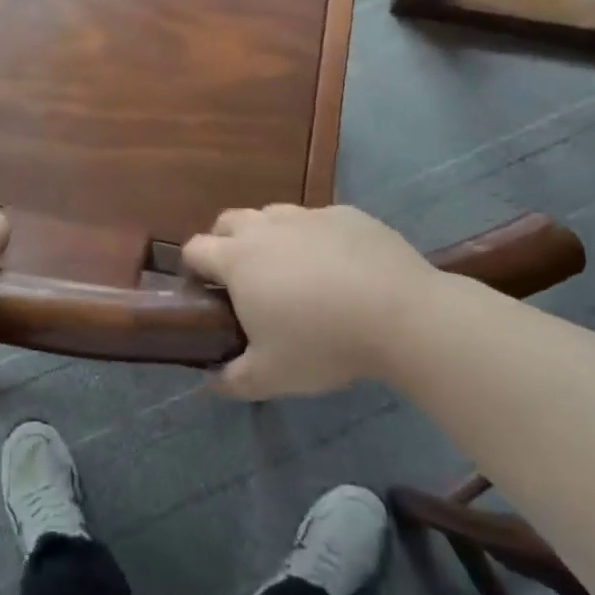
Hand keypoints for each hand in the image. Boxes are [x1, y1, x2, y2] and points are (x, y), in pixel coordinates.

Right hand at [183, 204, 441, 399]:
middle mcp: (266, 228)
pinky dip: (316, 238)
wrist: (402, 315)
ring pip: (273, 215)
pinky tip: (339, 267)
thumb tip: (212, 381)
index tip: (204, 293)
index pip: (195, 249)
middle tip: (244, 281)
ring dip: (270, 236)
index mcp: (238, 260)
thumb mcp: (272, 376)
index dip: (192, 268)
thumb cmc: (324, 343)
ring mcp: (308, 216)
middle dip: (225, 243)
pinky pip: (318, 220)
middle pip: (228, 221)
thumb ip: (233, 380)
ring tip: (292, 271)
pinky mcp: (346, 214)